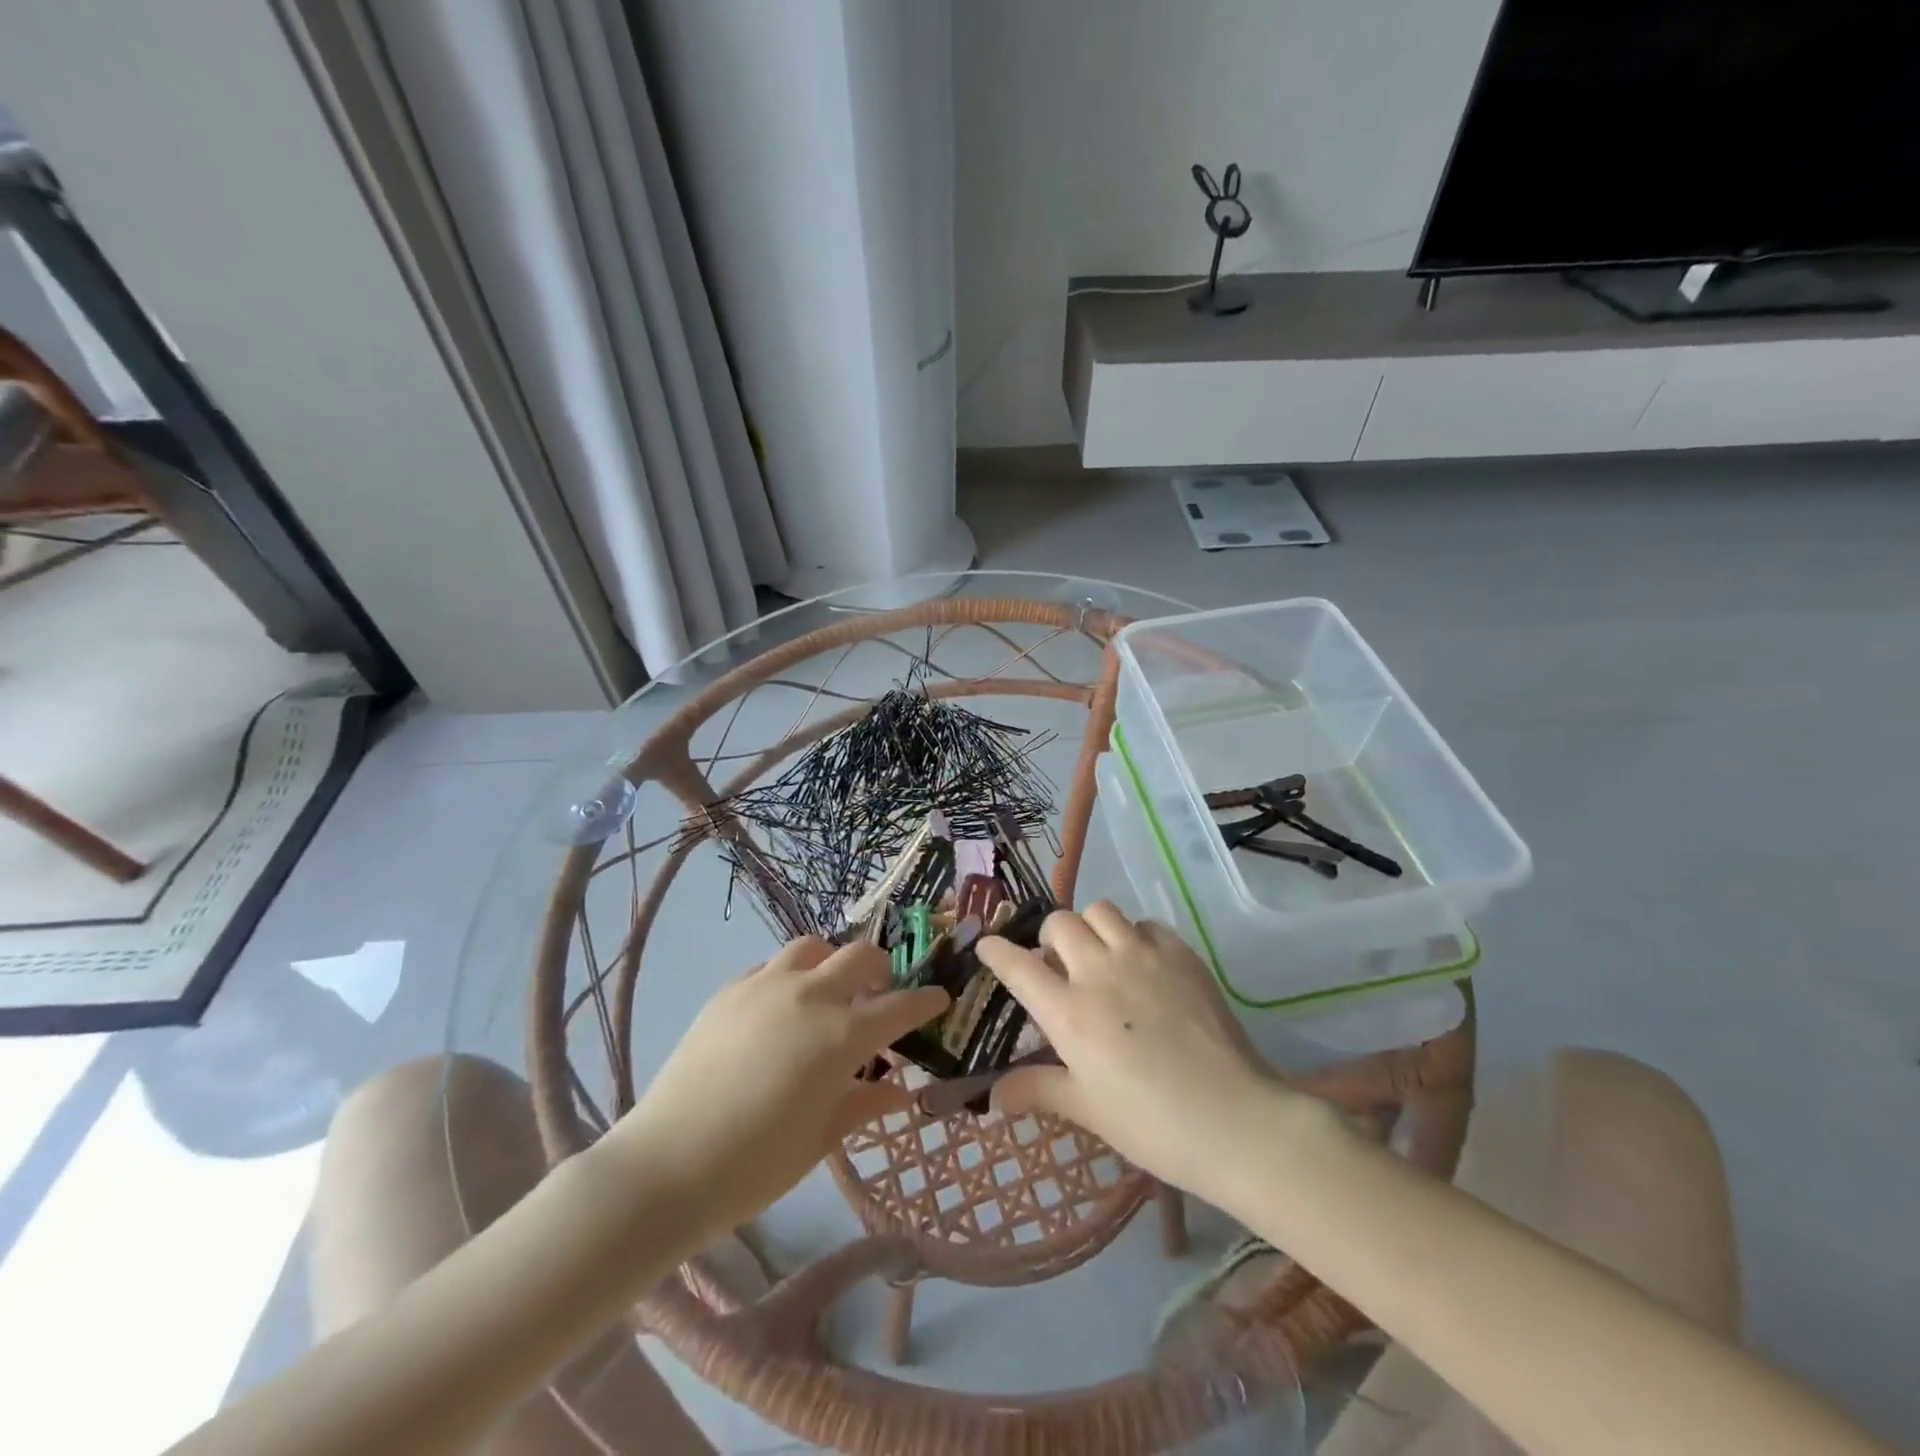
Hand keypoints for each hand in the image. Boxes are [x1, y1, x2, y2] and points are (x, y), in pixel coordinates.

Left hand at [605, 937, 947, 1239]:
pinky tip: (780, 1007)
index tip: (940, 998)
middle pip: (860, 956)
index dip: (926, 999)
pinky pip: (770, 966)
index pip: (900, 1005)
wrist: (665, 1167)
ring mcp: (765, 985)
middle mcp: (809, 996)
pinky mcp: (729, 990)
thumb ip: (864, 1104)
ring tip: (829, 991)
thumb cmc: (754, 1166)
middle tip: (883, 992)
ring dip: (832, 962)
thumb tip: (900, 1089)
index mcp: (841, 1035)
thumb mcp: (820, 1139)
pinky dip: (789, 976)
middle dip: (882, 969)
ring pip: (813, 947)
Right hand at [976, 903, 1287, 1200]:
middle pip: (1060, 923)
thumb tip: (993, 1097)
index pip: (1018, 966)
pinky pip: (1147, 925)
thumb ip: (1037, 1089)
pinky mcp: (1181, 955)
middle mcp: (1100, 972)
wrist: (1235, 1121)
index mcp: (1069, 1012)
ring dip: (1091, 928)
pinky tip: (1144, 964)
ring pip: (1102, 910)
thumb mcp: (1087, 1109)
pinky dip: (1135, 936)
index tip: (988, 945)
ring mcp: (1143, 957)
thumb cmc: (1151, 1124)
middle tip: (1059, 964)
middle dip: (1049, 937)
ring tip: (1101, 956)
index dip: (997, 951)